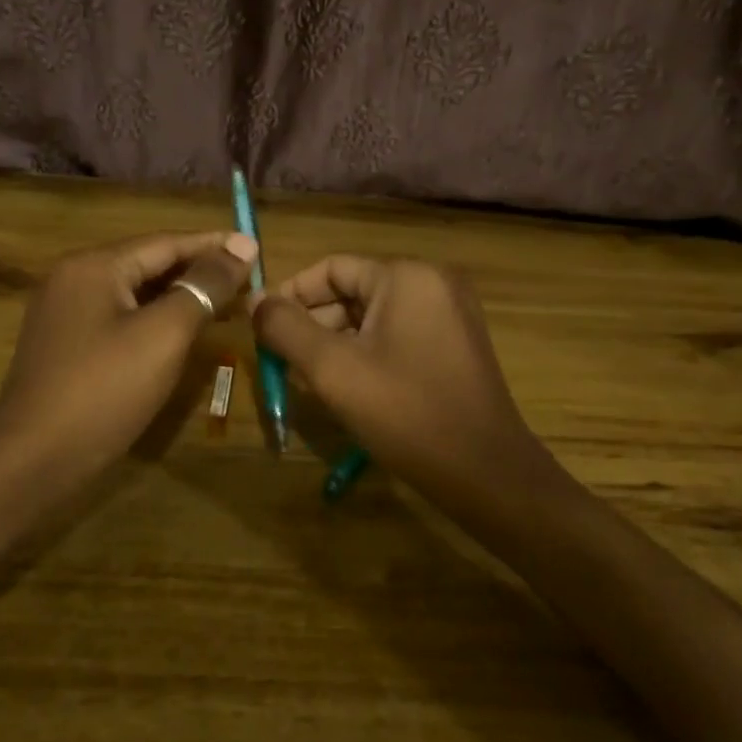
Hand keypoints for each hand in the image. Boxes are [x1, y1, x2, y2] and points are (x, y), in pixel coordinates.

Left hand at [0, 231, 257, 488]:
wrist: (32, 460)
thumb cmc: (104, 390)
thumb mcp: (164, 334)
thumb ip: (204, 286)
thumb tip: (242, 246)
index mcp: (94, 266)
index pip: (166, 242)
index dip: (214, 245)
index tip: (256, 249)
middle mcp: (74, 278)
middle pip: (149, 264)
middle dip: (199, 272)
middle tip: (249, 282)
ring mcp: (65, 314)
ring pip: (135, 294)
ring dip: (180, 298)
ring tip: (227, 305)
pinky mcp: (66, 346)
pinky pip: (120, 319)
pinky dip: (156, 321)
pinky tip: (183, 335)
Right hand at [251, 257, 560, 506]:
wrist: (485, 472)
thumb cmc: (405, 413)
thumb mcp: (333, 369)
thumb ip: (285, 328)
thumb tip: (255, 300)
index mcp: (407, 276)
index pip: (332, 268)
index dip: (291, 295)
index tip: (261, 329)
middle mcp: (433, 283)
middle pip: (353, 291)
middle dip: (313, 324)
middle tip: (282, 362)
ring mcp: (450, 314)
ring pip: (373, 317)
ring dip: (336, 343)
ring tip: (308, 381)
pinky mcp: (456, 344)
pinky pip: (397, 336)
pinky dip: (366, 354)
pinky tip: (347, 388)